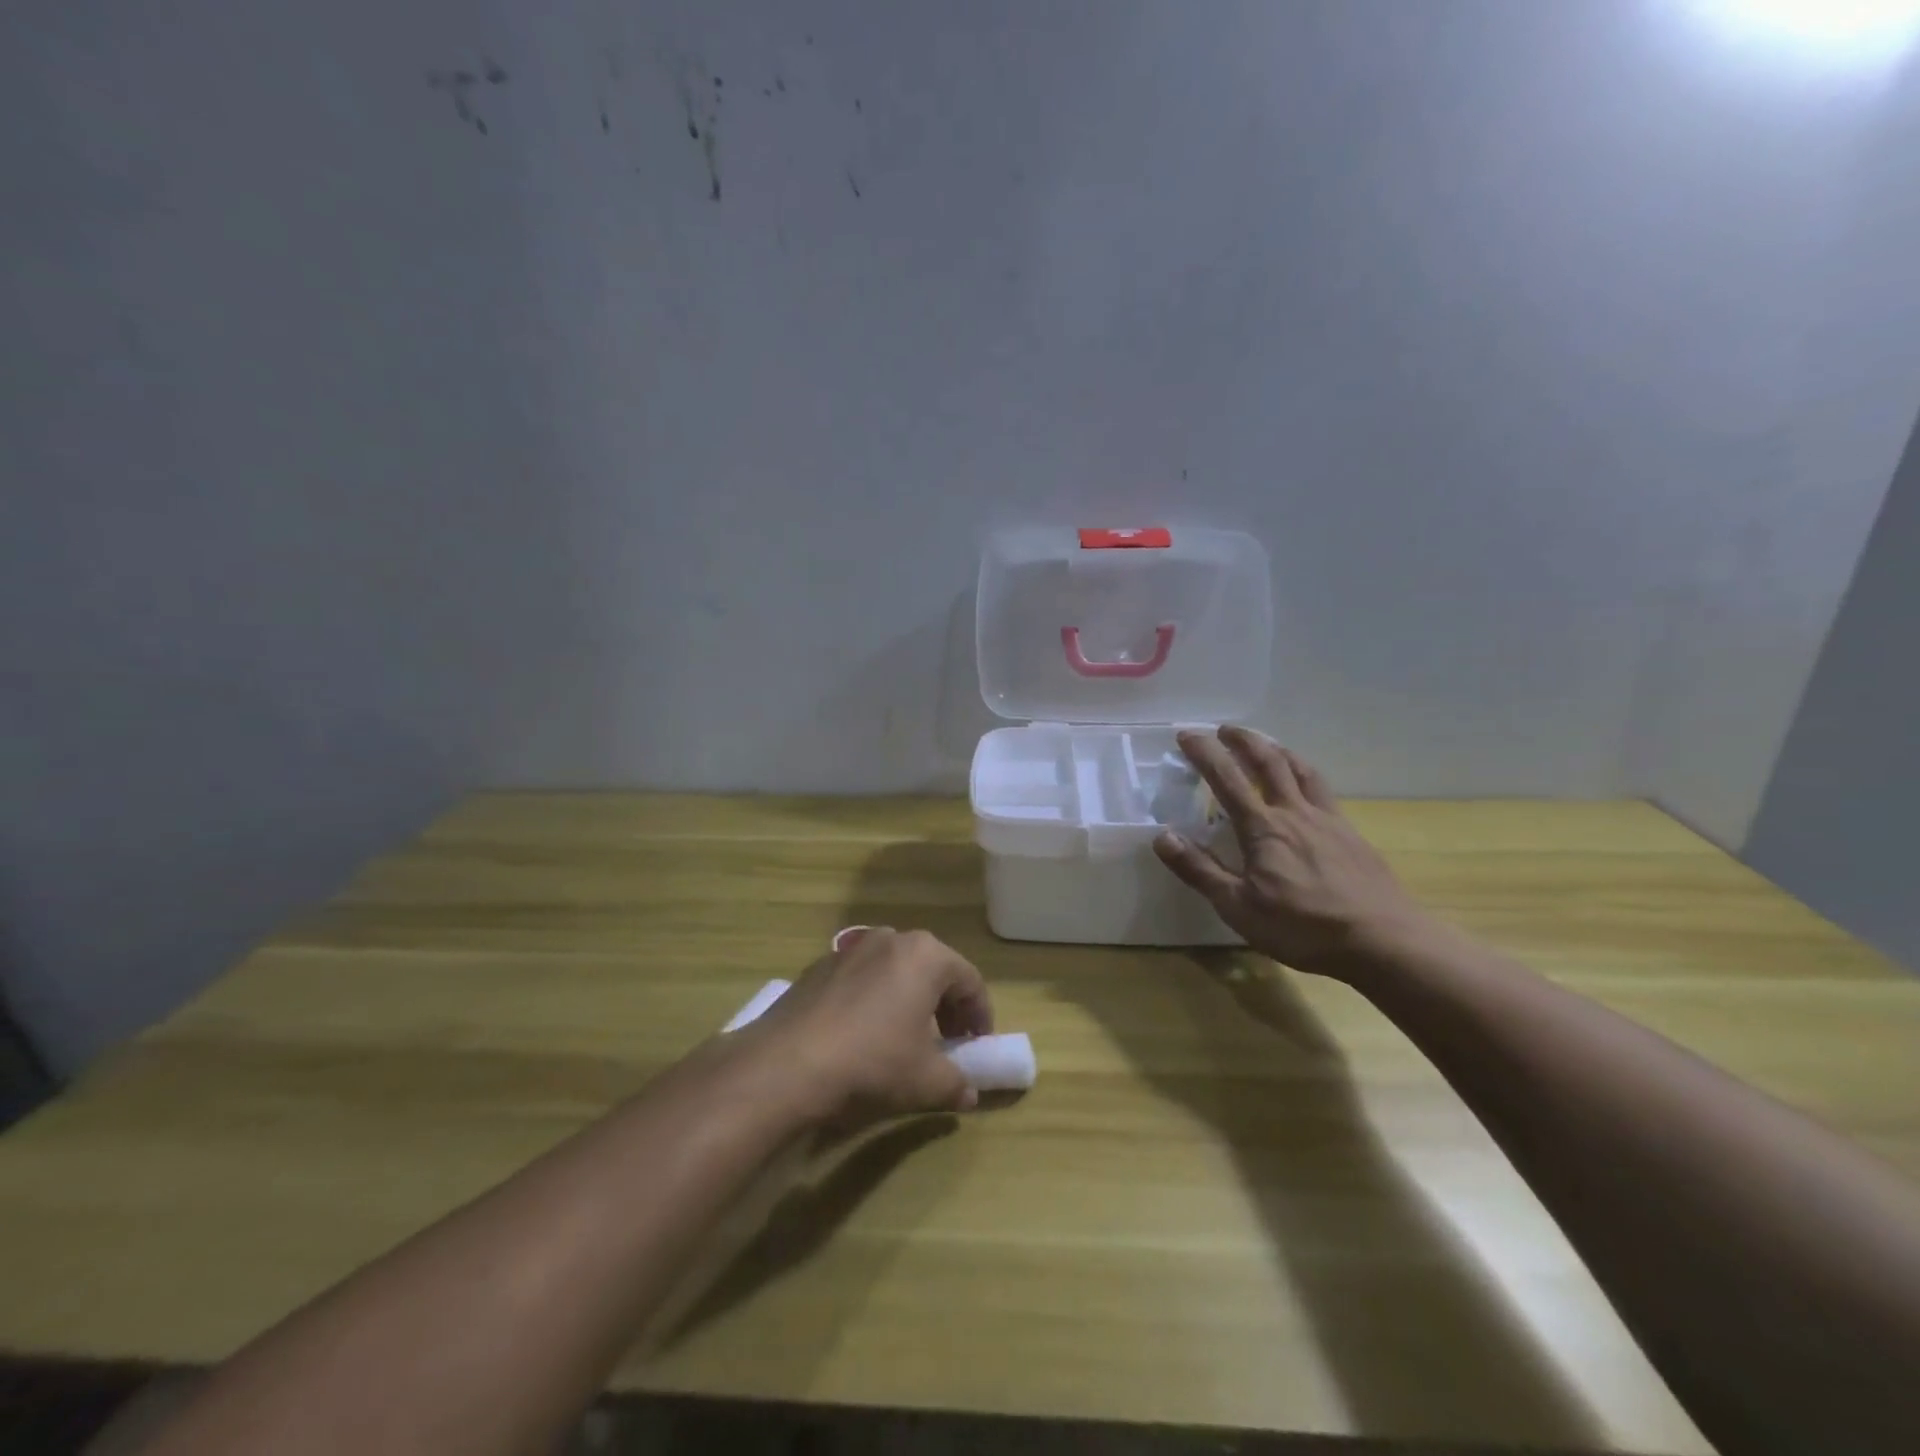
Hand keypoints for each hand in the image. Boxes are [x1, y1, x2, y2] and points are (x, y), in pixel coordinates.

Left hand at [754, 928, 993, 1119]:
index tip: (977, 1047)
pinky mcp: (818, 966)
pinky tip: (863, 1035)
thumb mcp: (925, 1081)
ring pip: (895, 971)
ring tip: (904, 1038)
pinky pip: (862, 979)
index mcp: (926, 955)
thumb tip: (968, 1093)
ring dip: (908, 1000)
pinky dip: (874, 1000)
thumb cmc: (872, 1063)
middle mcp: (890, 939)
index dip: (980, 1016)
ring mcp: (850, 949)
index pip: (970, 981)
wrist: (786, 1065)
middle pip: (932, 969)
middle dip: (945, 1006)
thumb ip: (955, 1083)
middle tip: (947, 1042)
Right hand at [1153, 727, 1436, 977]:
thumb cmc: (1303, 928)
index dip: (1204, 753)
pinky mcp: (1352, 835)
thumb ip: (1200, 870)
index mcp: (1263, 828)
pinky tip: (1306, 789)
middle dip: (1244, 740)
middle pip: (1269, 762)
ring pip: (1302, 770)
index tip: (1186, 734)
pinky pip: (1323, 791)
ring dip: (1278, 750)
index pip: (1227, 779)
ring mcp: (1329, 821)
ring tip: (1266, 744)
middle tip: (1225, 729)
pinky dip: (1306, 775)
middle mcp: (1295, 813)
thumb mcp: (1238, 907)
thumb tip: (1162, 837)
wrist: (1384, 941)